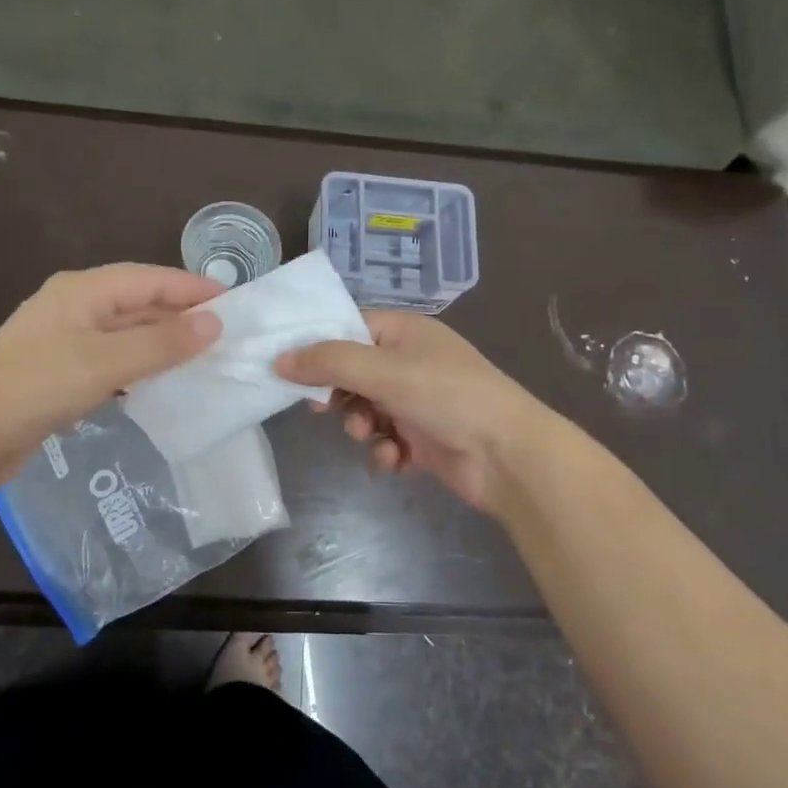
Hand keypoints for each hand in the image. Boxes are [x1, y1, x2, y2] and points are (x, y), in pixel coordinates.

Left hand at [0, 264, 221, 481]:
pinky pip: (112, 360)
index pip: (149, 279)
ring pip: (126, 333)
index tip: (234, 302)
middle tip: (225, 334)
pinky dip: (139, 367)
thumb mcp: (106, 362)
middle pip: (137, 303)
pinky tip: (159, 383)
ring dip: (161, 343)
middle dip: (180, 316)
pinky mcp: (60, 372)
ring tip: (202, 358)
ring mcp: (64, 340)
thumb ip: (162, 343)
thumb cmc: (38, 387)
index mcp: (82, 291)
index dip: (192, 288)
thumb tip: (214, 324)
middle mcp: (74, 307)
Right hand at [277, 312, 548, 515]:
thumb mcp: (384, 370)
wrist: (508, 456)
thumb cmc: (447, 396)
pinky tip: (396, 459)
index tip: (288, 369)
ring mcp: (417, 401)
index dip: (318, 347)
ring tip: (370, 435)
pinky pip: (385, 440)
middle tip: (322, 409)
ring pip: (365, 410)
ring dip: (360, 425)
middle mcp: (410, 362)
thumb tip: (279, 359)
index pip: (348, 328)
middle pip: (352, 372)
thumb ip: (329, 362)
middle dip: (339, 394)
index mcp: (404, 332)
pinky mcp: (423, 438)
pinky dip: (385, 450)